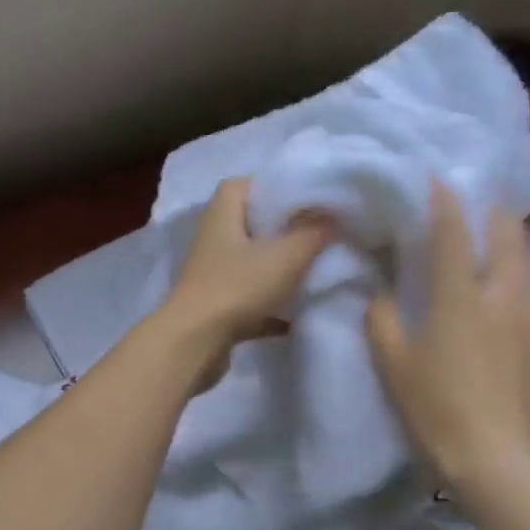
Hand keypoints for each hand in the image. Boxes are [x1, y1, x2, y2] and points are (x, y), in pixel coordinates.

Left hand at [159, 178, 332, 381]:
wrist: (195, 344)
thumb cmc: (237, 288)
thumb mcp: (285, 255)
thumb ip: (313, 232)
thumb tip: (333, 215)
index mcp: (222, 215)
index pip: (242, 184)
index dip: (272, 185)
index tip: (305, 196)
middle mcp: (213, 240)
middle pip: (249, 224)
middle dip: (282, 229)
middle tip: (318, 233)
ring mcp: (212, 276)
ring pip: (251, 263)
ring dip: (279, 269)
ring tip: (315, 270)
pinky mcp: (217, 308)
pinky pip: (251, 300)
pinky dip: (273, 307)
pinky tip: (299, 316)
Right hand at [365, 182, 529, 490]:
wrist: (493, 459)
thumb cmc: (434, 406)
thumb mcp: (393, 363)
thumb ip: (382, 321)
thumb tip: (382, 296)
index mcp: (460, 298)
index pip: (453, 235)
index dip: (446, 203)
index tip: (439, 178)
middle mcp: (501, 299)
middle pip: (509, 239)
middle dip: (494, 214)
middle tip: (479, 203)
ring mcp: (527, 323)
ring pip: (525, 268)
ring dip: (510, 246)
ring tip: (494, 242)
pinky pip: (529, 303)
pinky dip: (516, 287)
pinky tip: (506, 301)